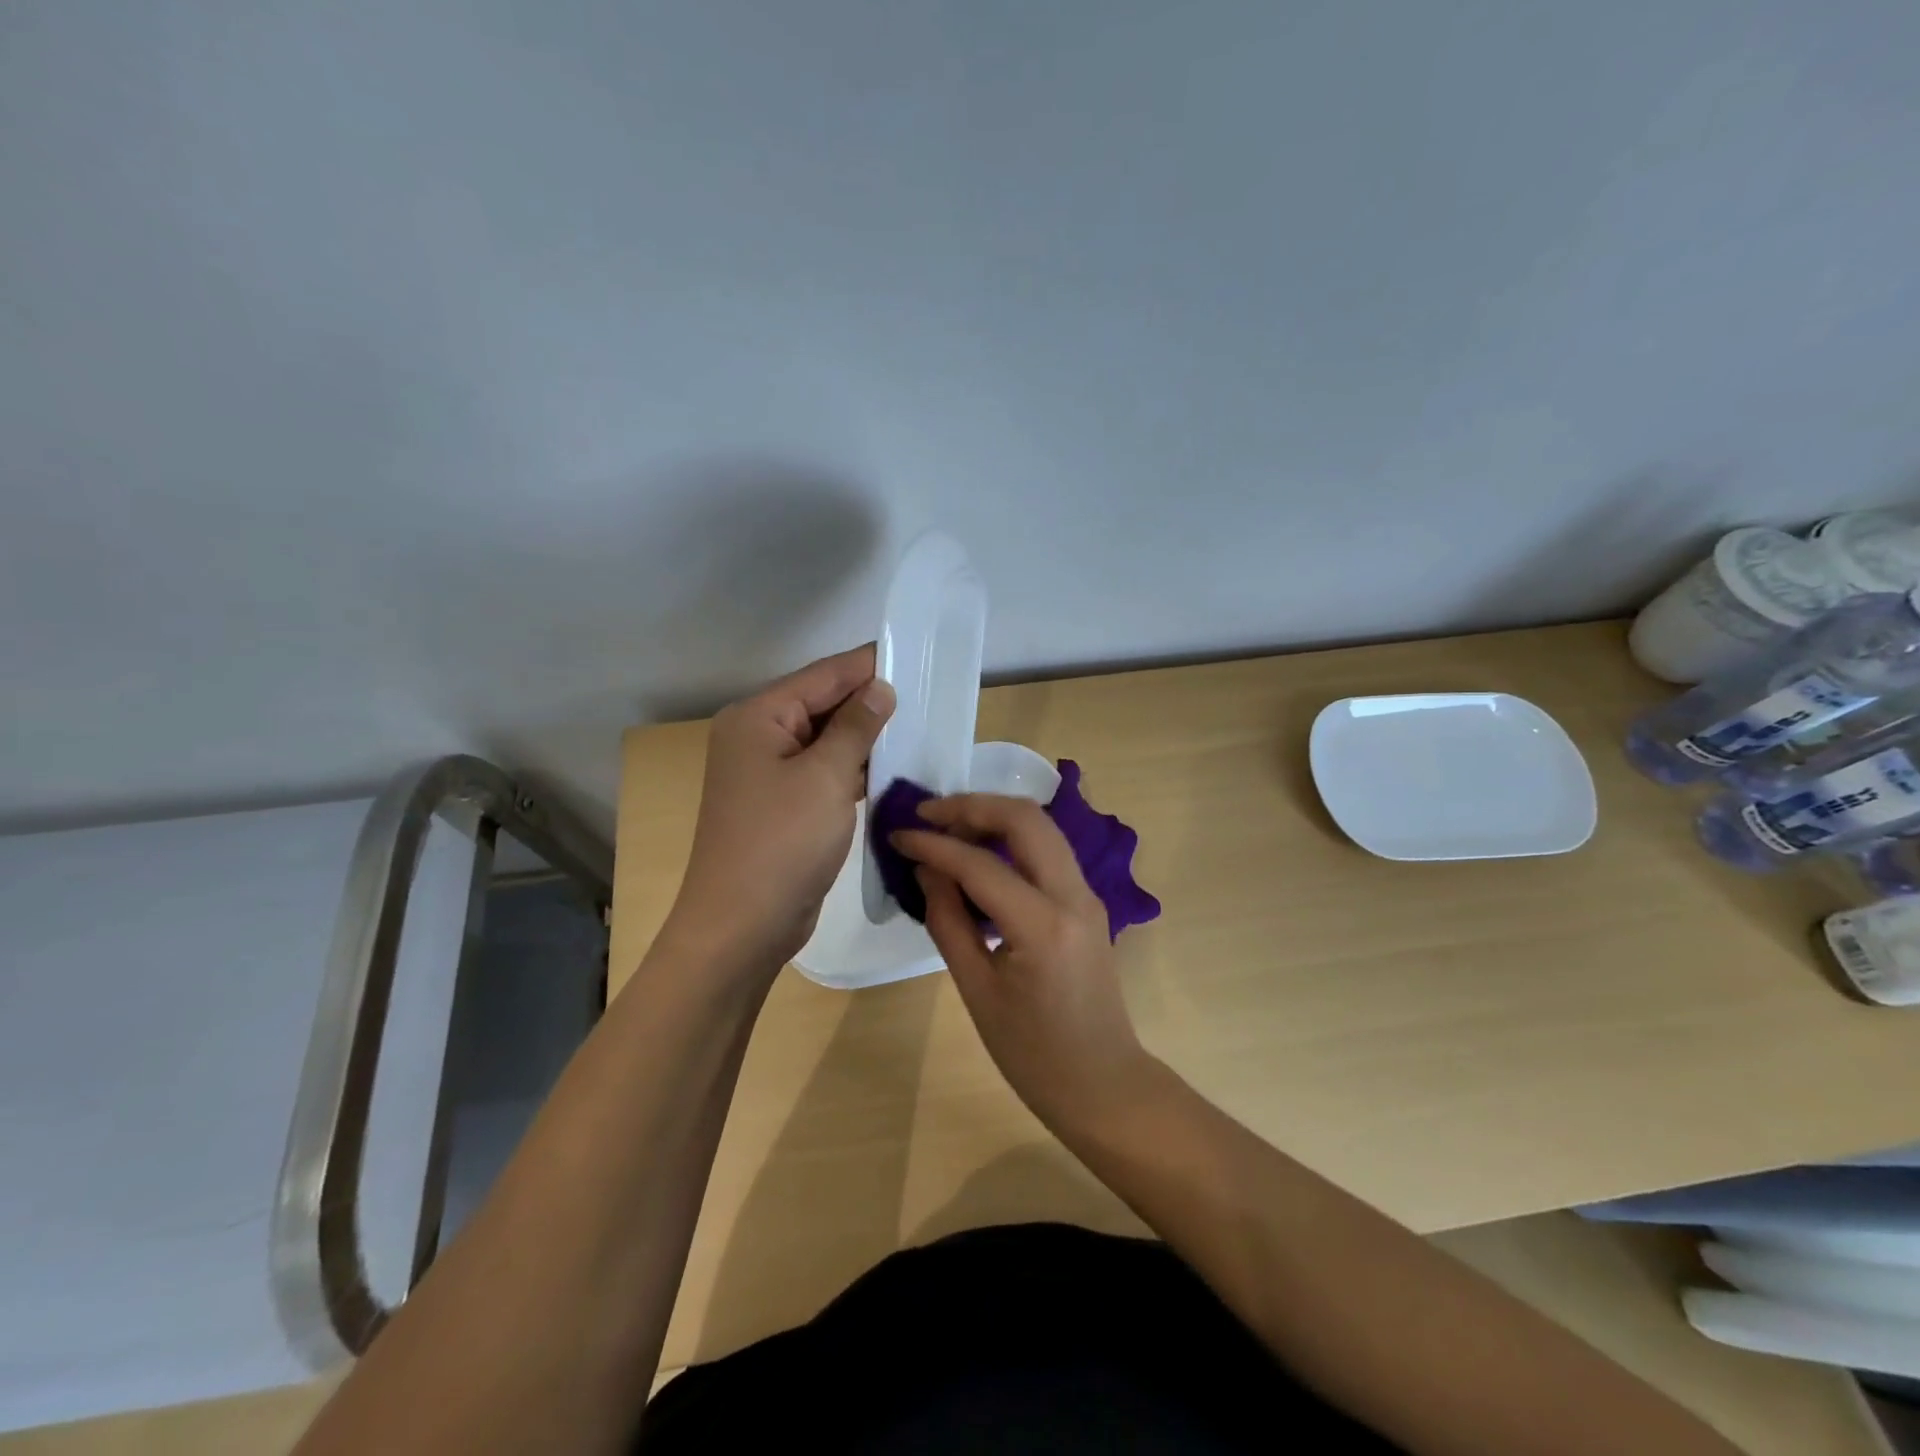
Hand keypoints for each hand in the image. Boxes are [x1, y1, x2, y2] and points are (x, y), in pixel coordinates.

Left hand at [666, 645, 894, 975]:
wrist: (742, 925)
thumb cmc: (782, 841)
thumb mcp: (826, 776)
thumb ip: (856, 726)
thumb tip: (879, 688)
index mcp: (758, 717)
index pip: (822, 675)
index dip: (867, 665)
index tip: (914, 654)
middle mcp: (759, 737)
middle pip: (822, 705)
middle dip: (870, 701)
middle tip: (926, 692)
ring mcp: (769, 773)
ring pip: (826, 741)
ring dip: (866, 737)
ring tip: (919, 725)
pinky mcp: (784, 805)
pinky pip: (824, 772)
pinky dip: (854, 769)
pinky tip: (892, 767)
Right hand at [891, 795, 1152, 1131]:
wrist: (1102, 1083)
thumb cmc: (1033, 1053)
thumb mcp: (977, 991)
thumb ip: (948, 921)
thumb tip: (927, 868)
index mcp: (1043, 926)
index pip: (981, 864)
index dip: (934, 844)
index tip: (898, 834)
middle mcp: (1073, 896)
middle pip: (1025, 818)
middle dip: (972, 806)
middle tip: (927, 814)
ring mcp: (1087, 894)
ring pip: (1041, 826)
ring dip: (993, 815)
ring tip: (947, 825)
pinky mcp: (1087, 901)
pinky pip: (1047, 850)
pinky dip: (1011, 837)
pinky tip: (978, 851)